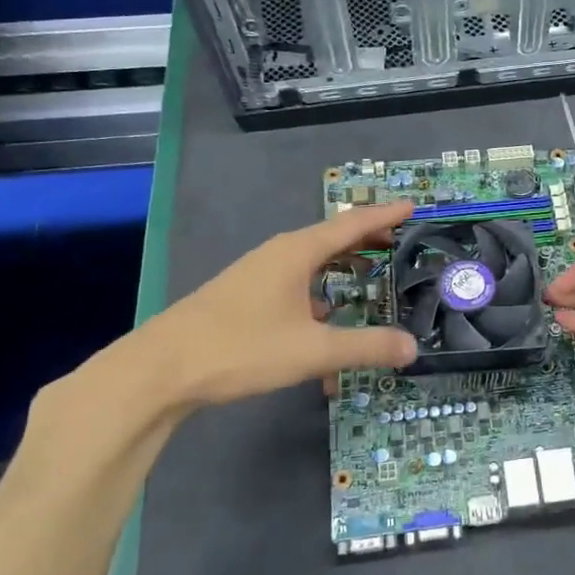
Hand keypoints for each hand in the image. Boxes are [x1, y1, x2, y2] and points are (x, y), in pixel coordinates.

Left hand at [126, 201, 418, 412]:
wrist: (161, 368)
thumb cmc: (241, 348)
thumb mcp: (313, 350)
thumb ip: (366, 347)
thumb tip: (412, 347)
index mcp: (297, 252)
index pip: (351, 224)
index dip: (384, 215)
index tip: (413, 205)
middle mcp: (278, 254)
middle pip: (332, 239)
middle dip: (367, 240)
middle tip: (400, 243)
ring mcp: (257, 274)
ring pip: (311, 264)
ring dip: (342, 268)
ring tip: (368, 278)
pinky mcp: (244, 297)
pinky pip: (294, 285)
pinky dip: (318, 295)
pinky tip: (323, 320)